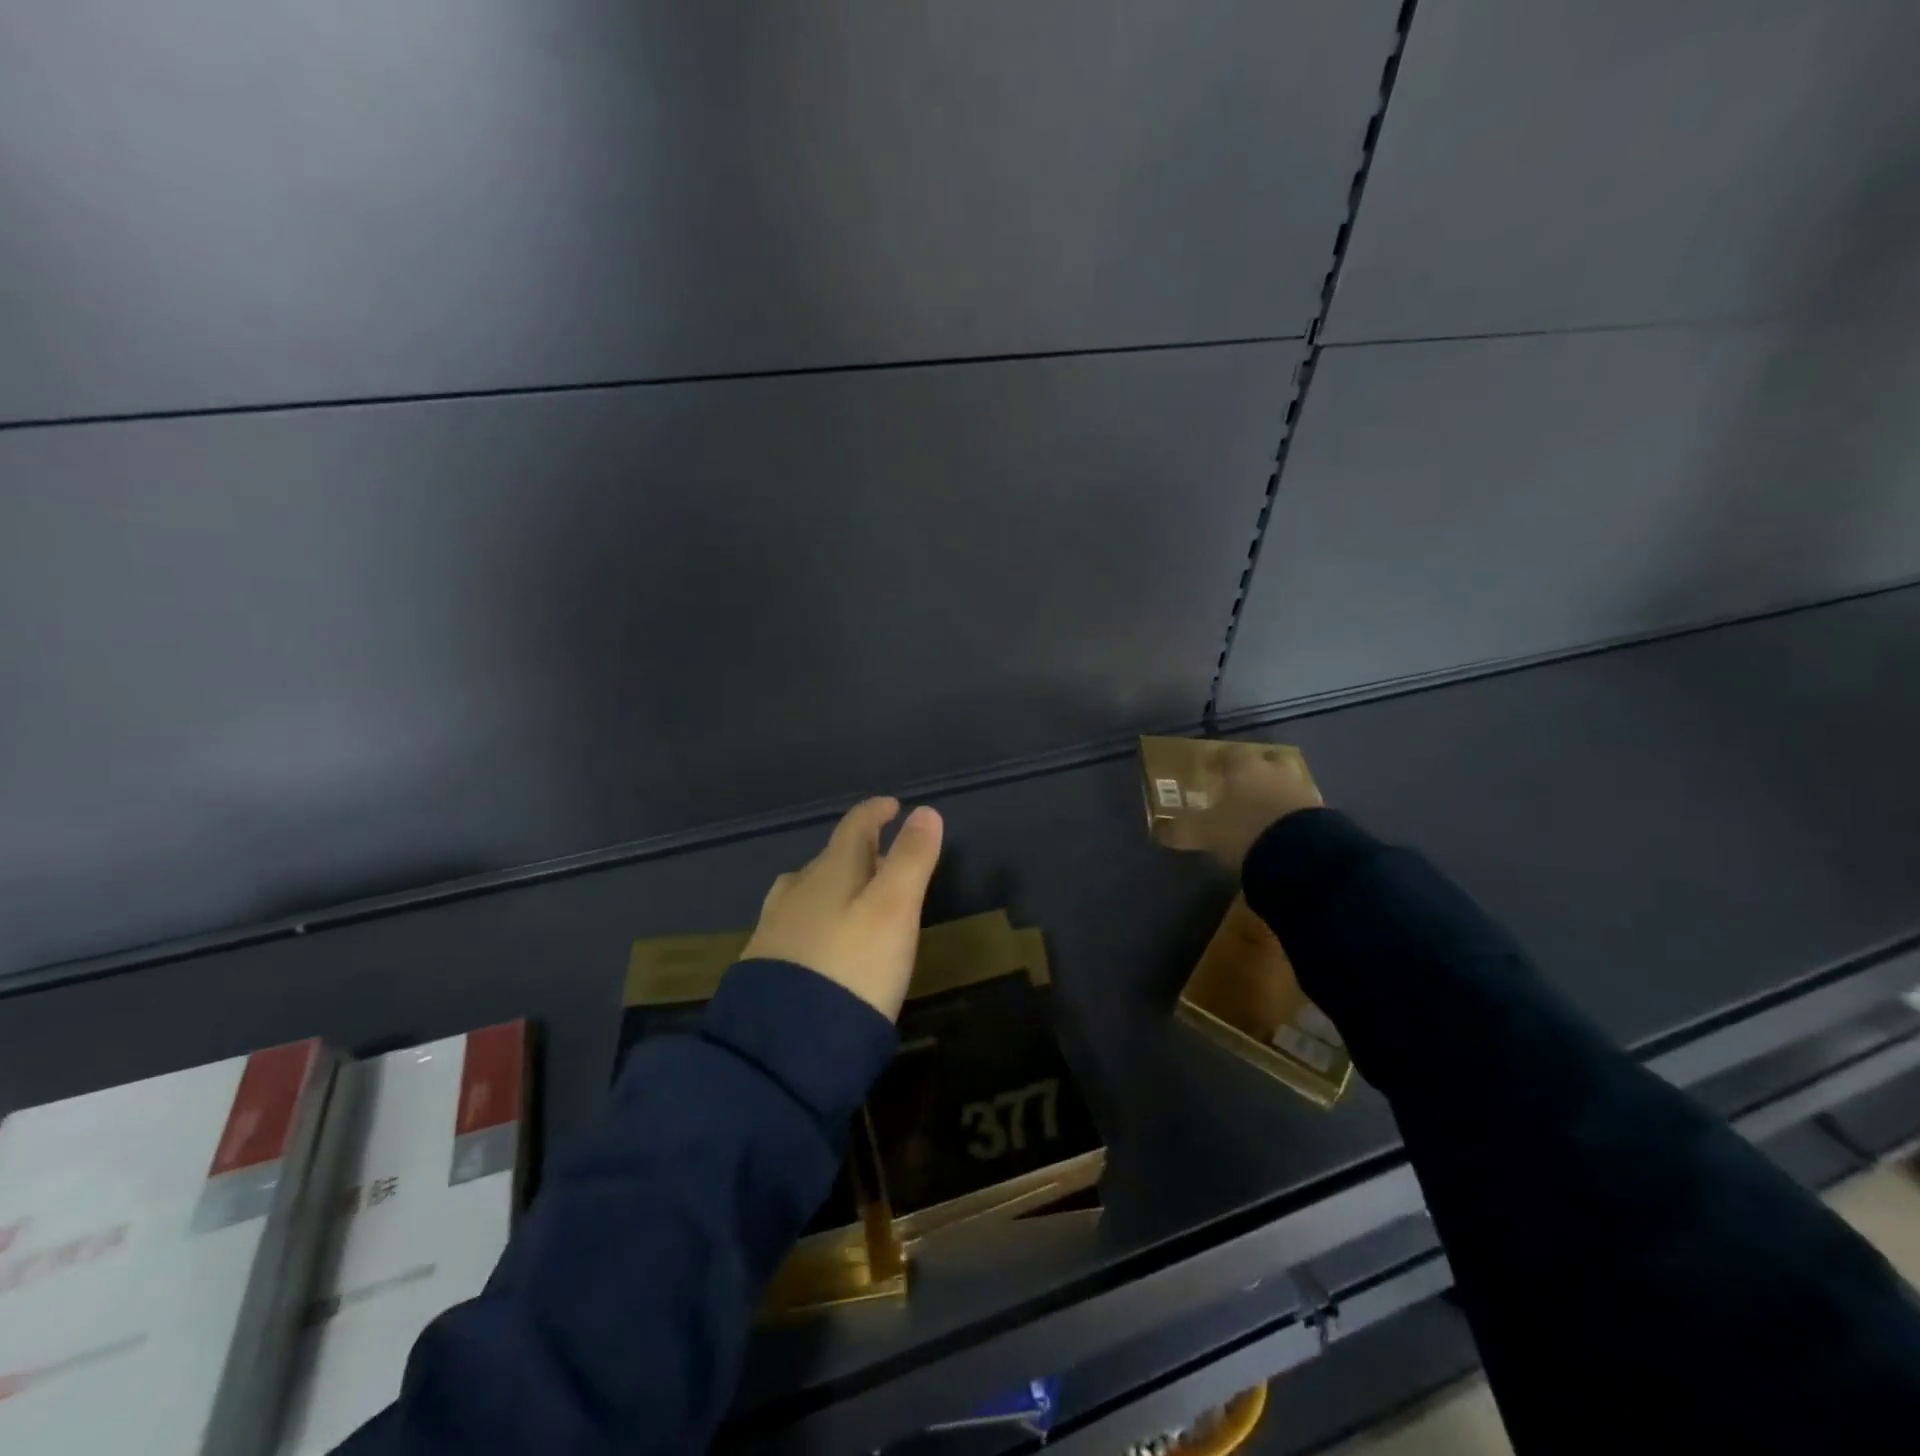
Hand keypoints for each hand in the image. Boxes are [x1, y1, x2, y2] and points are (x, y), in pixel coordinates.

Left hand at [742, 797, 944, 1021]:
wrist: (785, 1044)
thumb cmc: (854, 966)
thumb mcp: (894, 910)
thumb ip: (911, 859)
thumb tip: (925, 811)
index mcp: (831, 871)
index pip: (854, 827)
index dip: (875, 813)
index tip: (892, 806)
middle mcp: (797, 890)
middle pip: (830, 857)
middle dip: (859, 850)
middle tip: (886, 857)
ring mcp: (775, 927)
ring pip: (806, 890)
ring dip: (832, 883)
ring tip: (851, 897)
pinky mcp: (764, 964)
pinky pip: (793, 923)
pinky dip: (814, 917)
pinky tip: (820, 941)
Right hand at [1163, 743, 1322, 871]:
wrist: (1302, 855)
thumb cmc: (1244, 831)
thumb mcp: (1204, 833)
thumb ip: (1181, 830)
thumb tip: (1158, 830)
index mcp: (1244, 768)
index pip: (1230, 754)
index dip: (1219, 760)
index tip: (1211, 768)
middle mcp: (1275, 771)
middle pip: (1266, 761)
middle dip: (1255, 770)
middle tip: (1243, 784)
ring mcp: (1303, 790)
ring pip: (1287, 781)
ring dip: (1276, 790)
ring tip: (1265, 808)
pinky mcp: (1324, 814)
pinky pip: (1302, 807)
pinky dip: (1292, 813)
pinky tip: (1284, 828)